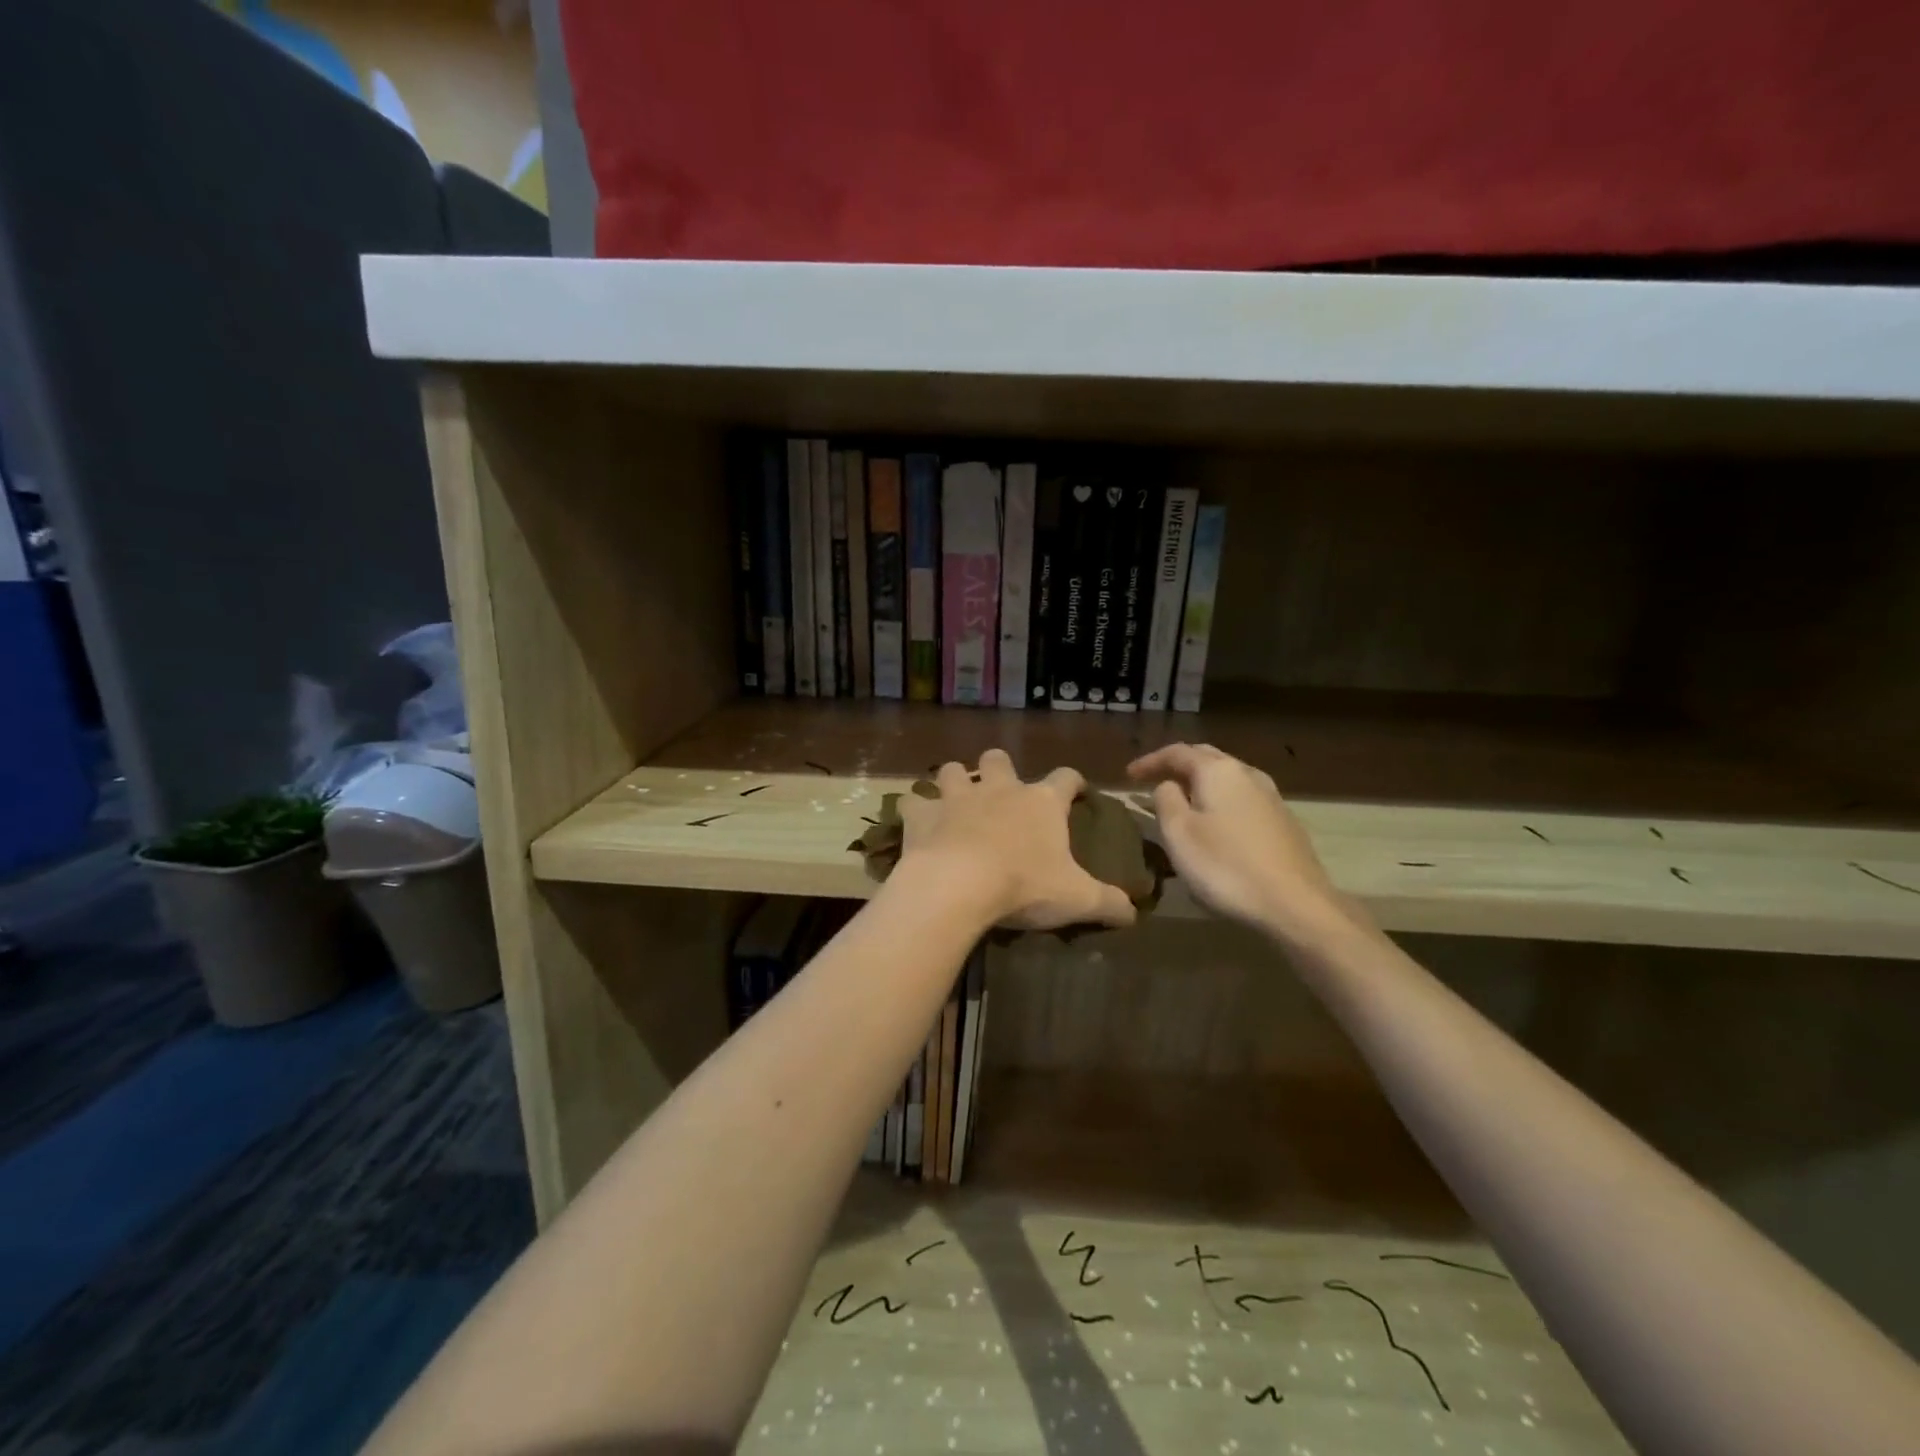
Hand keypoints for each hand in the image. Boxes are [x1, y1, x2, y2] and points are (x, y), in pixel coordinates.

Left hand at [897, 750, 1137, 932]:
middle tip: (1000, 790)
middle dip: (999, 768)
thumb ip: (1109, 904)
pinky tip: (916, 822)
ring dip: (954, 780)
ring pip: (952, 770)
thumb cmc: (1024, 886)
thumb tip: (1134, 913)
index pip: (1065, 777)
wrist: (959, 885)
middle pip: (999, 759)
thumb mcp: (1077, 899)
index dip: (1073, 782)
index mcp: (1041, 803)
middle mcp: (999, 789)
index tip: (1076, 790)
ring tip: (955, 800)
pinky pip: (913, 802)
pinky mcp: (922, 814)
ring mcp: (956, 797)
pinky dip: (915, 810)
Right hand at [1127, 743, 1348, 939]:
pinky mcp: (1284, 821)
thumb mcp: (1179, 833)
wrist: (1295, 904)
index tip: (1128, 776)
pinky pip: (1242, 798)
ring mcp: (1271, 797)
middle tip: (1153, 780)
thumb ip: (1166, 800)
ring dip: (1201, 783)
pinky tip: (1216, 822)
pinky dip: (1220, 800)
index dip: (1150, 761)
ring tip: (1182, 800)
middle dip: (1177, 766)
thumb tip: (1168, 786)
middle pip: (1206, 758)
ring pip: (1228, 777)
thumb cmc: (1226, 867)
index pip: (1177, 752)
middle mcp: (1247, 774)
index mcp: (1218, 771)